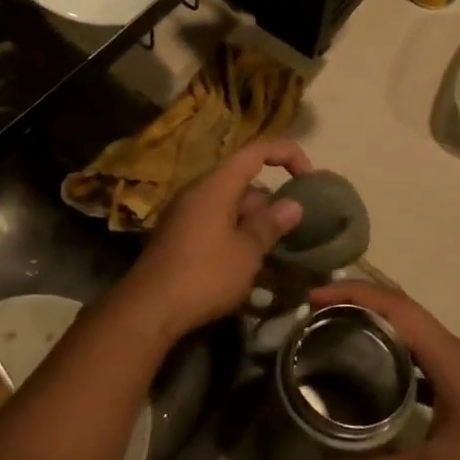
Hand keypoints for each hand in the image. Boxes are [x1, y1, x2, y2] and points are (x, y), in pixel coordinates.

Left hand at [113, 139, 314, 344]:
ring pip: (230, 207)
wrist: (149, 308)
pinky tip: (250, 267)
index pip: (255, 152)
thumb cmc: (204, 274)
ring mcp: (185, 214)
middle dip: (271, 202)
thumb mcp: (246, 251)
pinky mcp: (178, 237)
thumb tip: (293, 204)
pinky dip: (236, 236)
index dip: (286, 155)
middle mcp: (198, 192)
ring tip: (278, 252)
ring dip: (255, 224)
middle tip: (294, 229)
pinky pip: (215, 224)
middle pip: (243, 182)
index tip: (309, 177)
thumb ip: (270, 224)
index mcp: (216, 185)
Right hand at [307, 283, 459, 459]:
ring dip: (380, 332)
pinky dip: (399, 361)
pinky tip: (381, 386)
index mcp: (451, 359)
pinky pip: (429, 363)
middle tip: (317, 318)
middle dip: (360, 306)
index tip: (314, 298)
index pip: (396, 306)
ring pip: (418, 338)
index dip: (353, 294)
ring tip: (339, 342)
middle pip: (404, 313)